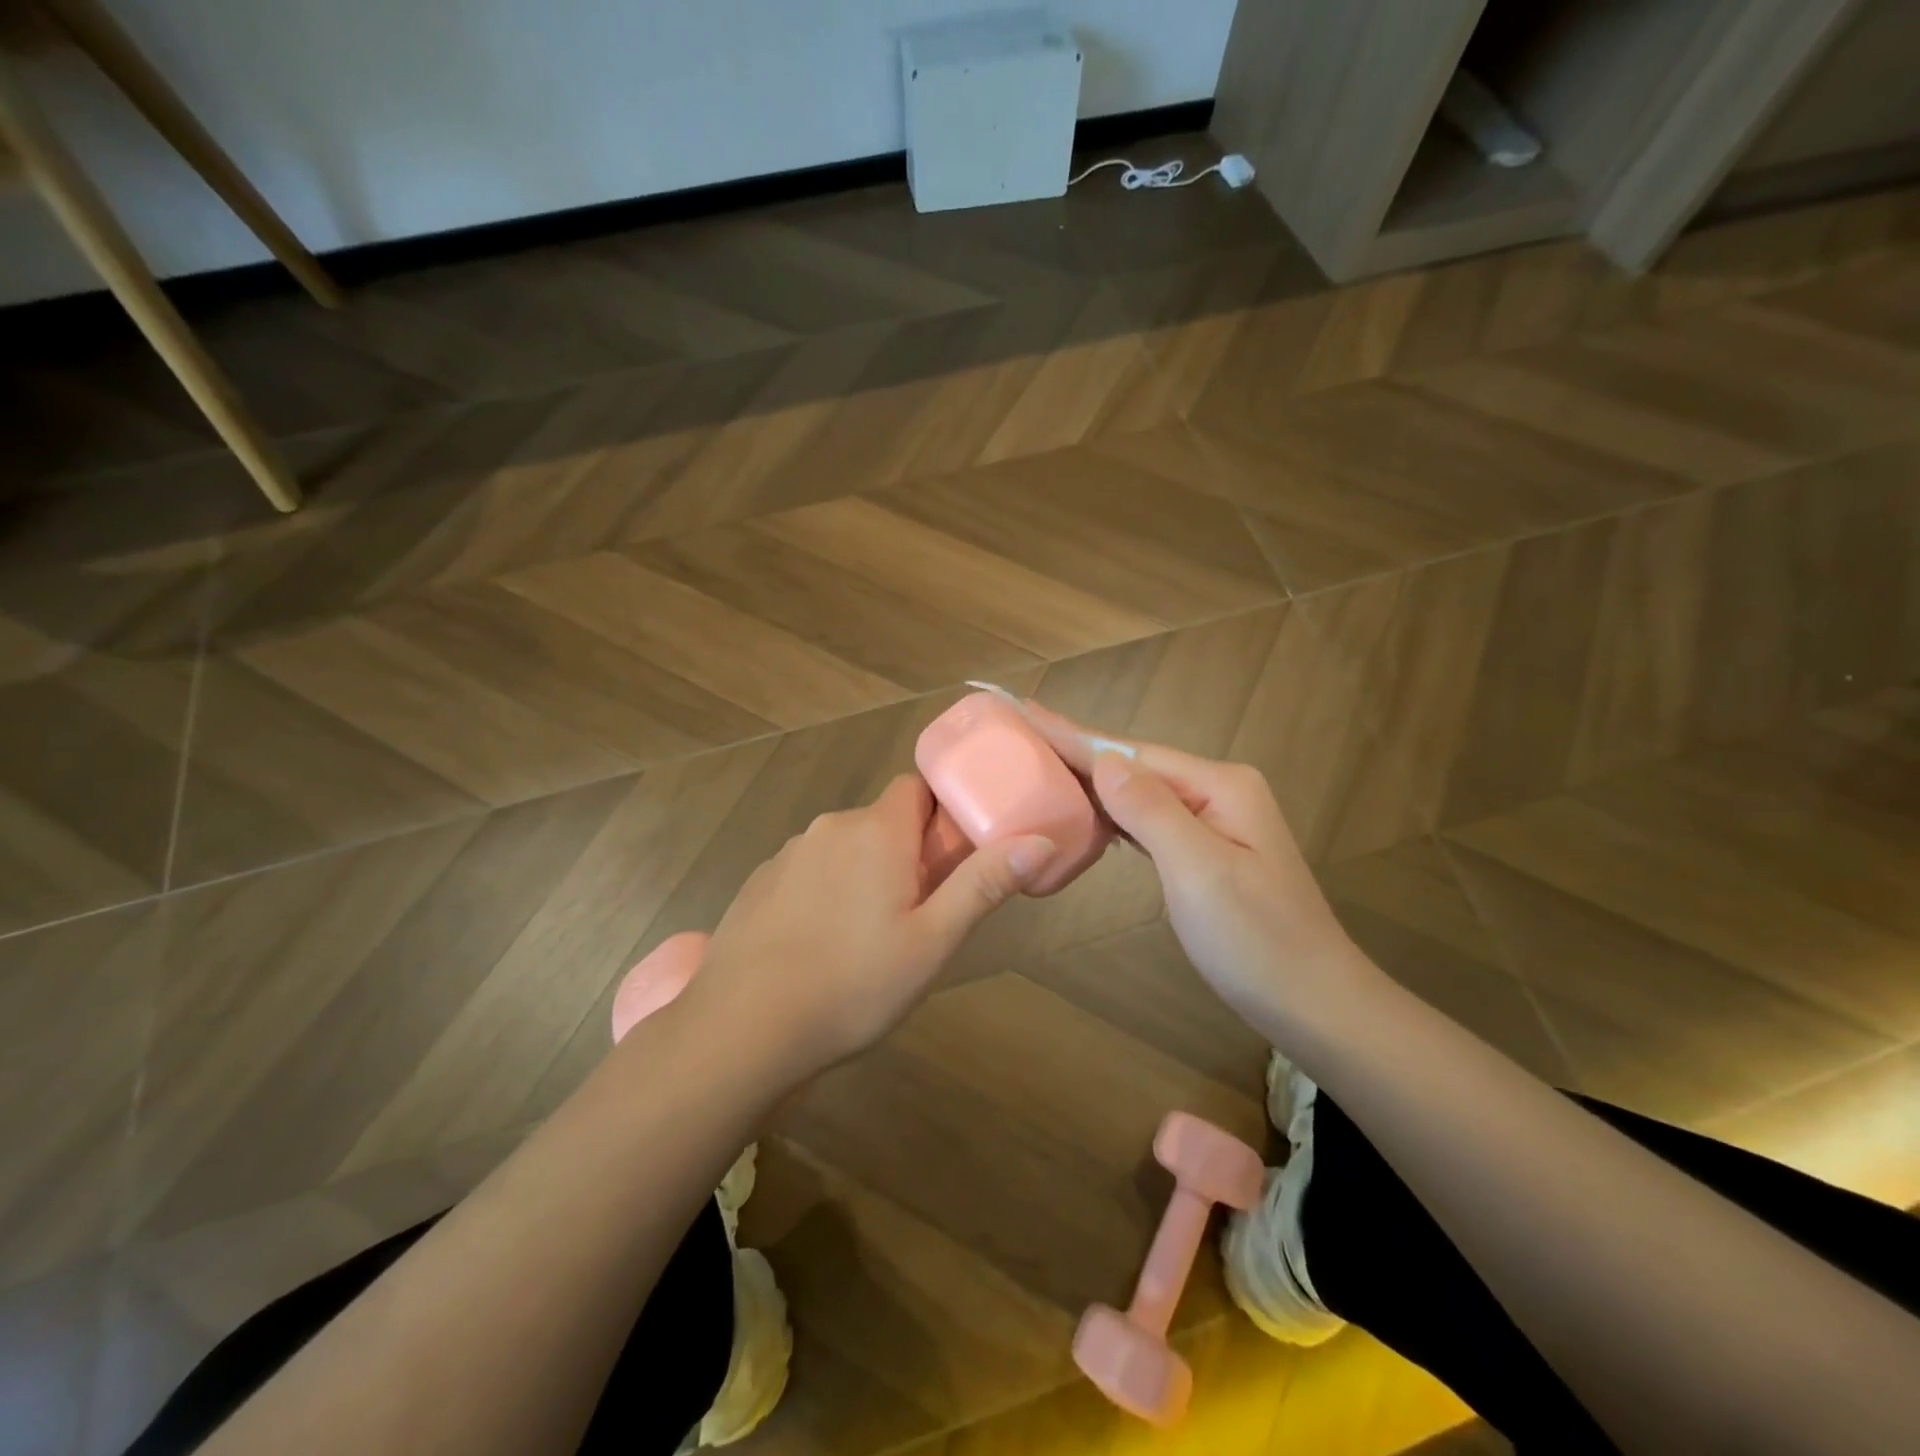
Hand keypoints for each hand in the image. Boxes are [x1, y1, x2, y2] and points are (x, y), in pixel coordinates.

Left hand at [686, 774, 1054, 1077]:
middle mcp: (830, 827)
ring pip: (844, 848)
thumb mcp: (933, 942)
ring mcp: (788, 854)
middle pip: (882, 821)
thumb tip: (1038, 840)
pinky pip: (808, 871)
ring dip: (864, 873)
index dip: (939, 816)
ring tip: (867, 939)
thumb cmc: (852, 984)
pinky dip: (824, 892)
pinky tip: (819, 946)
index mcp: (877, 831)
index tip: (950, 860)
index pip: (916, 789)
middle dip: (905, 852)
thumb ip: (984, 885)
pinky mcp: (759, 883)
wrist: (742, 1028)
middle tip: (917, 913)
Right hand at [1023, 703, 1372, 1033]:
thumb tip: (1103, 761)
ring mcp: (1213, 821)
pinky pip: (1147, 819)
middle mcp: (1216, 791)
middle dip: (1076, 750)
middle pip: (1134, 765)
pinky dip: (1111, 813)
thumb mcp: (1199, 871)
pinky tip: (1086, 810)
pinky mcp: (1206, 850)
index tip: (1023, 711)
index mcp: (1218, 785)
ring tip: (1040, 763)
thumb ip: (1150, 811)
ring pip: (1138, 791)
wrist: (1314, 1002)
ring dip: (1089, 779)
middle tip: (1019, 734)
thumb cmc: (1255, 940)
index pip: (1131, 754)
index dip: (1073, 735)